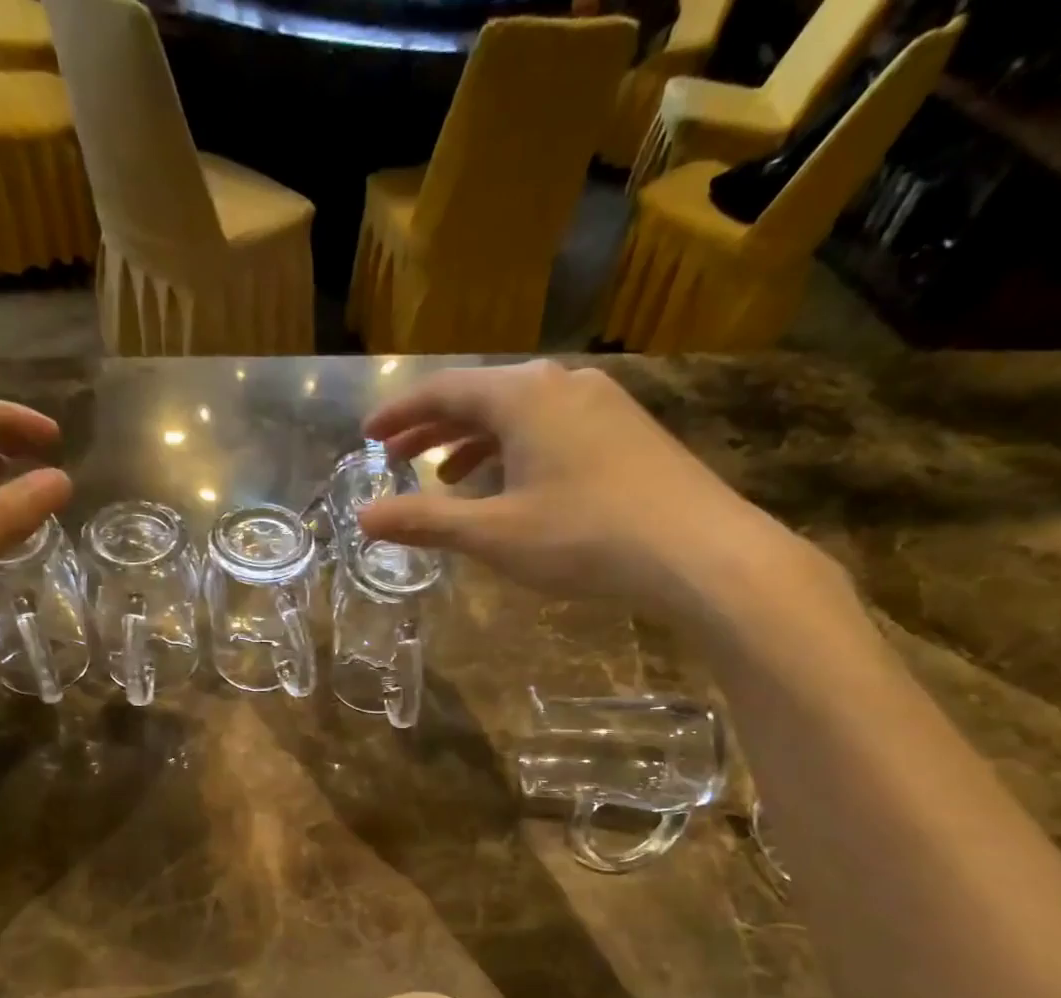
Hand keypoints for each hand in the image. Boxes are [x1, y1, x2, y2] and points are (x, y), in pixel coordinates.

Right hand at [356, 362, 819, 627]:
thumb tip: (363, 518)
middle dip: (434, 428)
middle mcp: (561, 384)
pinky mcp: (628, 430)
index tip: (368, 435)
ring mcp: (602, 404)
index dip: (400, 412)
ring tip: (448, 476)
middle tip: (397, 455)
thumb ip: (426, 521)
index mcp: (522, 396)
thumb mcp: (494, 534)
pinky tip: (515, 484)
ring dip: (476, 441)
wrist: (698, 549)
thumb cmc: (584, 536)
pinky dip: (518, 450)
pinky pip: (554, 427)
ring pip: (520, 413)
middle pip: (481, 397)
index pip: (444, 390)